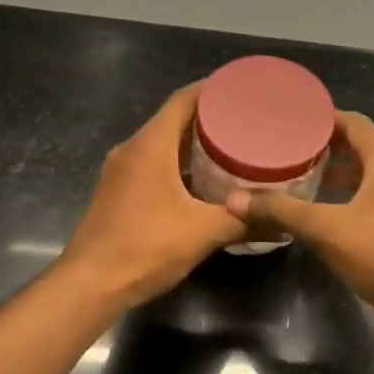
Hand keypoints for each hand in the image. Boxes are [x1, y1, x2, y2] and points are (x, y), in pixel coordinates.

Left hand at [60, 83, 244, 307]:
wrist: (90, 285)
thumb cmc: (145, 247)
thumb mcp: (203, 232)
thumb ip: (244, 222)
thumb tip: (283, 221)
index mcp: (150, 146)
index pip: (183, 100)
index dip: (213, 89)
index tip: (242, 88)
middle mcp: (132, 150)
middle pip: (173, 120)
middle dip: (210, 118)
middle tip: (248, 121)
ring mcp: (121, 172)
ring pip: (162, 145)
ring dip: (194, 144)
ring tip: (232, 148)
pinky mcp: (118, 193)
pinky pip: (153, 165)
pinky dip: (179, 165)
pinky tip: (204, 182)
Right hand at [228, 112, 373, 336]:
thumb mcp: (326, 230)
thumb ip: (281, 210)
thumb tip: (234, 199)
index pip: (352, 122)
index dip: (321, 118)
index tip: (288, 119)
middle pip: (360, 143)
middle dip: (325, 144)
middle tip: (286, 146)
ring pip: (369, 170)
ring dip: (338, 169)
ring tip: (301, 174)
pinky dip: (351, 190)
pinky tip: (326, 207)